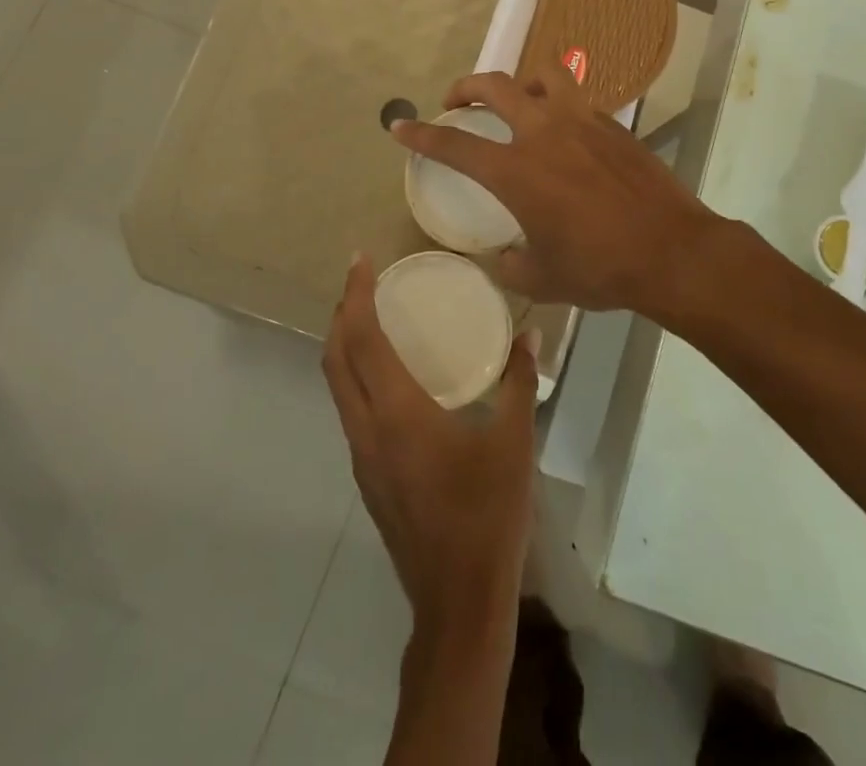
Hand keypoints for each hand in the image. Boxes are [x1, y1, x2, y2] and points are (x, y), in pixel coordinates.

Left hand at [323, 254, 538, 634]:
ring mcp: (362, 457)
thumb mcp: (514, 442)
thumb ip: (519, 380)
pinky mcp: (369, 477)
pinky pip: (350, 410)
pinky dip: (356, 375)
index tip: (360, 259)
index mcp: (398, 414)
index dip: (356, 295)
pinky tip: (388, 375)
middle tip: (363, 281)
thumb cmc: (488, 516)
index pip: (362, 339)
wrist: (459, 604)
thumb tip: (530, 332)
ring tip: (371, 316)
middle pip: (335, 359)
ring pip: (337, 386)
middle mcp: (368, 430)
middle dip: (342, 313)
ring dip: (344, 345)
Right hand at [390, 66, 724, 315]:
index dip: (421, 135)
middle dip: (465, 87)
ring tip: (517, 100)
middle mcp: (544, 133)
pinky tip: (565, 134)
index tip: (399, 126)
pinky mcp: (613, 125)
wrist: (672, 252)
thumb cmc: (601, 268)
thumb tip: (504, 256)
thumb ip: (513, 264)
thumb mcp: (544, 278)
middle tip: (454, 100)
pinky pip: (578, 100)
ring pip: (545, 75)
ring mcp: (582, 122)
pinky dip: (560, 105)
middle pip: (495, 87)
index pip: (454, 145)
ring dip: (521, 81)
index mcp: (516, 171)